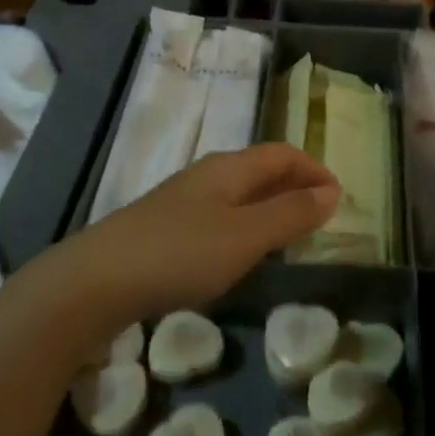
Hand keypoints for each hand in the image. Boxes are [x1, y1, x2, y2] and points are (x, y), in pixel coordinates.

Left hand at [62, 145, 337, 326]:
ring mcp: (181, 202)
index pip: (282, 153)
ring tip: (289, 234)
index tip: (339, 195)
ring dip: (269, 207)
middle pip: (259, 169)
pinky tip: (239, 254)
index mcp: (228, 168)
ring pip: (238, 194)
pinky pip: (218, 216)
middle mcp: (206, 176)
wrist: (95, 282)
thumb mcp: (245, 236)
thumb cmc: (180, 253)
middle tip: (320, 214)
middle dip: (293, 185)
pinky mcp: (164, 230)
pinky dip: (244, 226)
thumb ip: (290, 214)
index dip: (313, 169)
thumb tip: (331, 191)